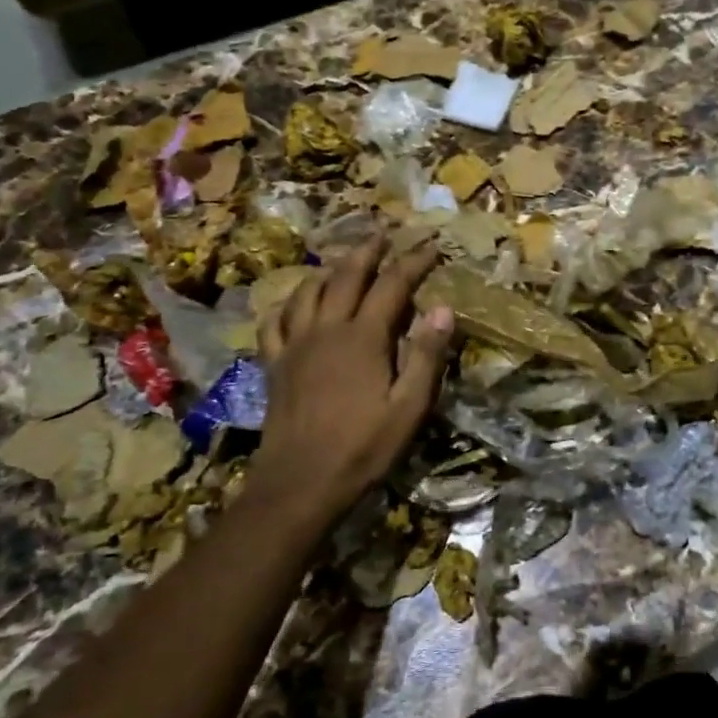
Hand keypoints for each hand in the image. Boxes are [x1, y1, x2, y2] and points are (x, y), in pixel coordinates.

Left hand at [243, 237, 453, 528]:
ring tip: (343, 262)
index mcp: (363, 337)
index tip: (432, 246)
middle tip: (384, 234)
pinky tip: (294, 303)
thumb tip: (443, 308)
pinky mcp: (275, 364)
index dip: (413, 262)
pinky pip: (275, 321)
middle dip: (368, 251)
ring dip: (329, 270)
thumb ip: (426, 354)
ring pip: (308, 291)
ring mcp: (295, 345)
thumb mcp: (409, 406)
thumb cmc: (364, 446)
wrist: (301, 482)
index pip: (392, 285)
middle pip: (346, 276)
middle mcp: (326, 329)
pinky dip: (287, 303)